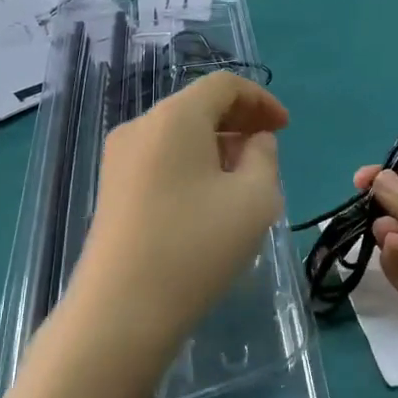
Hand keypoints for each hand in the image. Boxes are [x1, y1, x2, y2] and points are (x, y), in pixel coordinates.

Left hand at [66, 72, 288, 364]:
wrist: (121, 311)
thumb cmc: (196, 247)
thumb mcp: (254, 199)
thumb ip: (264, 157)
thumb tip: (253, 141)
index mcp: (175, 117)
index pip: (223, 85)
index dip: (260, 100)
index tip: (284, 129)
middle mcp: (140, 126)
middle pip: (197, 106)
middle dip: (238, 121)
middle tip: (268, 152)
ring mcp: (119, 158)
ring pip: (178, 134)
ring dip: (216, 144)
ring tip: (243, 180)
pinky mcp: (112, 188)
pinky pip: (160, 158)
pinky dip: (191, 164)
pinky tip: (208, 200)